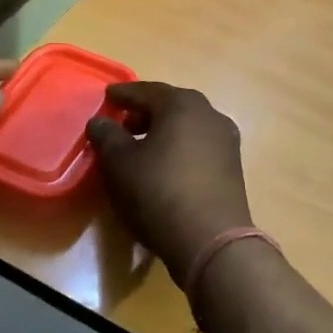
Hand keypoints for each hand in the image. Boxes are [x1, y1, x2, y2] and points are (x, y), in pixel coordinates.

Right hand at [86, 82, 254, 288]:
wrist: (210, 241)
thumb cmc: (159, 193)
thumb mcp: (120, 163)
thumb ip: (106, 135)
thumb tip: (99, 121)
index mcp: (182, 104)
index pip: (147, 91)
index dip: (123, 94)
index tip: (107, 96)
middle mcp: (209, 114)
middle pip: (171, 105)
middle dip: (145, 112)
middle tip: (123, 123)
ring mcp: (226, 140)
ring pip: (188, 125)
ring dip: (164, 130)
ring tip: (142, 147)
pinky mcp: (233, 166)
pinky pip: (200, 145)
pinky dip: (180, 147)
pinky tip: (166, 166)